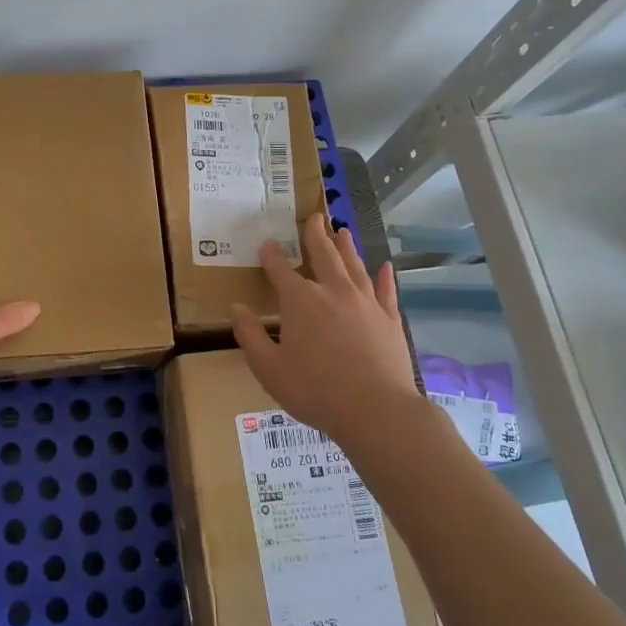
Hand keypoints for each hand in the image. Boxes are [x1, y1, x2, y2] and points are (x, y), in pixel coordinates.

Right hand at [229, 216, 418, 444]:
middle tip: (315, 216)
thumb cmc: (315, 390)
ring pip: (354, 266)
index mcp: (300, 301)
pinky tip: (385, 267)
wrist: (376, 410)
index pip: (281, 270)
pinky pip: (386, 291)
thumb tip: (235, 308)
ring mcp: (365, 303)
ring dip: (347, 247)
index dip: (272, 256)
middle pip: (323, 255)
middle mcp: (333, 292)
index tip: (267, 243)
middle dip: (316, 235)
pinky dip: (384, 277)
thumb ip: (250, 336)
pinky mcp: (389, 319)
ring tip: (343, 231)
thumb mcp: (269, 368)